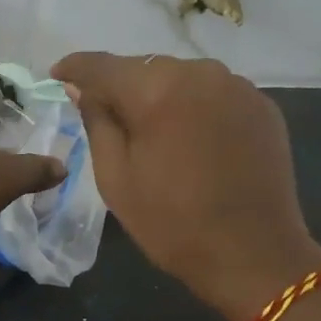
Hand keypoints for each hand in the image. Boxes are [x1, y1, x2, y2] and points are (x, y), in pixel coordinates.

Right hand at [52, 53, 320, 320]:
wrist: (255, 254)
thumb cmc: (173, 223)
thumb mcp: (116, 178)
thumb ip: (96, 122)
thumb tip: (83, 89)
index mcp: (156, 89)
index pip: (102, 66)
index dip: (75, 68)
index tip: (58, 74)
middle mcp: (198, 73)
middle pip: (145, 68)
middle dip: (122, 87)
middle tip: (107, 115)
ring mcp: (237, 86)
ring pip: (181, 78)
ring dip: (162, 95)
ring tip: (155, 130)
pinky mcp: (262, 105)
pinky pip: (214, 93)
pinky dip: (196, 107)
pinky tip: (194, 138)